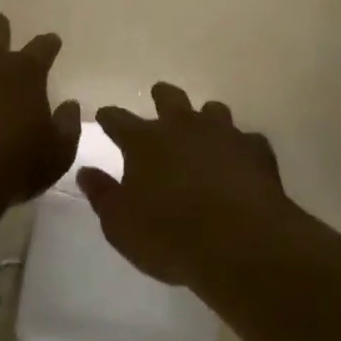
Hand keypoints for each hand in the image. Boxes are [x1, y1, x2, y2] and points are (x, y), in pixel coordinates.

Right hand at [78, 83, 289, 290]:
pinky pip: (247, 140)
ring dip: (205, 119)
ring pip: (212, 110)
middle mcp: (182, 126)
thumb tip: (85, 172)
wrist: (241, 244)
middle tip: (158, 101)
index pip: (117, 119)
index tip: (105, 117)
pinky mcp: (256, 150)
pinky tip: (241, 163)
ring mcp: (222, 134)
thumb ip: (102, 195)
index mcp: (144, 141)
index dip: (109, 118)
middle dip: (161, 97)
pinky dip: (241, 149)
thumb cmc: (171, 237)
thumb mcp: (121, 225)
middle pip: (169, 96)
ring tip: (204, 133)